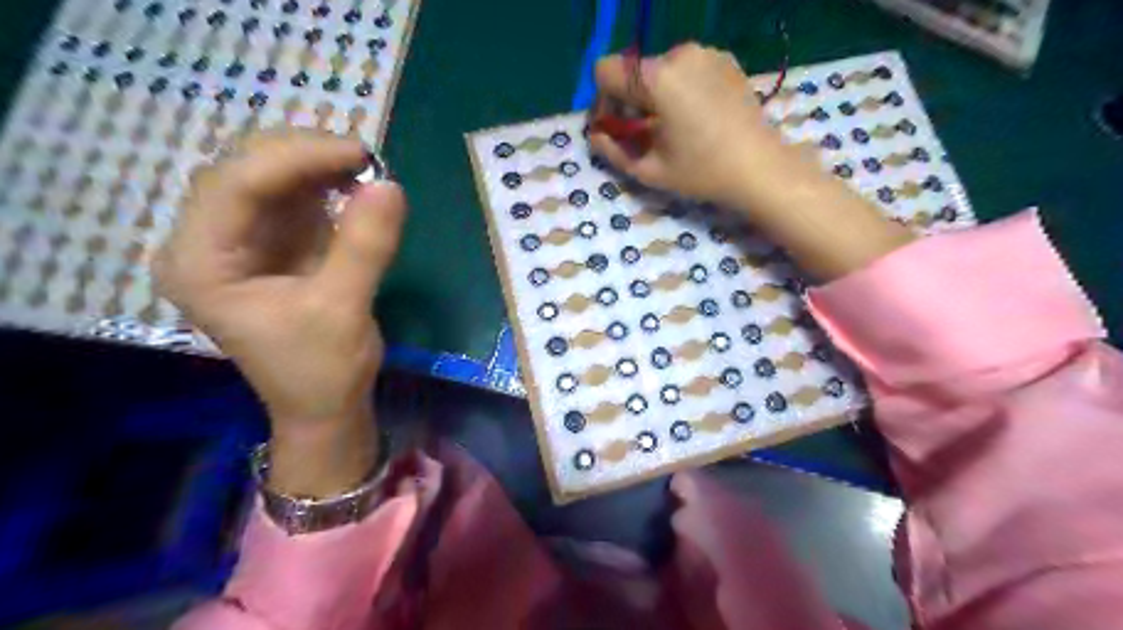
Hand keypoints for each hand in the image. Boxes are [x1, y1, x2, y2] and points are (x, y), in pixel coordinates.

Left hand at [153, 128, 409, 495]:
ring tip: (365, 168)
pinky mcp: (274, 246)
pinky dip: (327, 187)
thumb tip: (390, 185)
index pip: (235, 186)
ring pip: (270, 179)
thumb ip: (364, 247)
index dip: (296, 159)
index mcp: (201, 264)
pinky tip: (355, 186)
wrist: (325, 407)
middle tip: (365, 158)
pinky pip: (295, 200)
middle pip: (245, 172)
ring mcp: (241, 242)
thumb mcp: (343, 310)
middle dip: (304, 157)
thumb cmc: (322, 371)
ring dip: (317, 167)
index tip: (359, 153)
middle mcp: (208, 244)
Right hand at [588, 43, 787, 208]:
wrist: (760, 168)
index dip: (603, 101)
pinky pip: (685, 69)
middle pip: (632, 70)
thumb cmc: (702, 172)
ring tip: (668, 127)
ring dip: (653, 95)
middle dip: (628, 101)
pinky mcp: (724, 59)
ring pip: (658, 69)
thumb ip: (612, 151)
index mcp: (658, 78)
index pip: (606, 71)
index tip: (615, 128)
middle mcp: (680, 54)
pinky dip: (678, 89)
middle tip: (640, 134)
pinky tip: (692, 117)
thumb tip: (595, 136)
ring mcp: (706, 53)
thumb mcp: (648, 170)